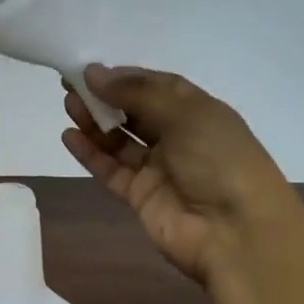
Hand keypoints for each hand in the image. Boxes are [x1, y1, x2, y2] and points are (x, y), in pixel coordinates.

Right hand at [63, 64, 301, 285]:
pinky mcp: (141, 197)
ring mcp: (159, 170)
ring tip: (67, 105)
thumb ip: (137, 93)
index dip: (125, 78)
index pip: (157, 87)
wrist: (236, 233)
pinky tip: (69, 137)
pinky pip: (111, 170)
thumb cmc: (219, 161)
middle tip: (70, 85)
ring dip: (95, 123)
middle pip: (135, 113)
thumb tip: (93, 73)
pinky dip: (91, 154)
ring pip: (120, 141)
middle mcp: (179, 138)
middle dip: (105, 98)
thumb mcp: (186, 114)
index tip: (92, 71)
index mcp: (199, 112)